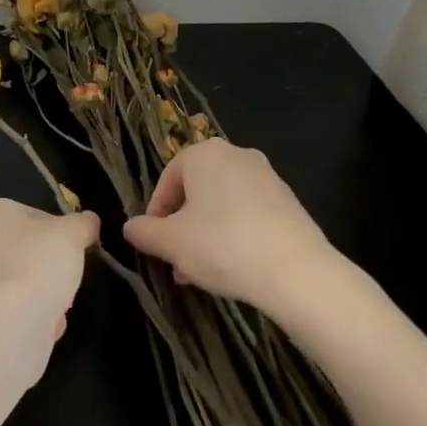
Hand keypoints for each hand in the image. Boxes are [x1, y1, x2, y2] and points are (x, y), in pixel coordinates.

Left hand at [0, 199, 100, 365]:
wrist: (3, 328)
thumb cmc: (35, 265)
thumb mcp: (71, 234)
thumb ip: (83, 224)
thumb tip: (89, 221)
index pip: (34, 215)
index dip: (60, 230)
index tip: (76, 247)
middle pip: (28, 251)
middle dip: (52, 267)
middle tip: (68, 276)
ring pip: (22, 284)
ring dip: (44, 296)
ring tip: (58, 306)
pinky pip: (14, 313)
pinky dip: (32, 320)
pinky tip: (44, 327)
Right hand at [121, 140, 336, 315]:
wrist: (296, 270)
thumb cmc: (222, 246)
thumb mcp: (171, 243)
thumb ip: (144, 232)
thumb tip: (129, 227)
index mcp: (203, 153)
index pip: (167, 179)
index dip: (156, 213)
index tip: (155, 243)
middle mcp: (235, 154)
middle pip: (196, 190)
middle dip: (183, 226)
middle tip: (177, 261)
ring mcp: (266, 175)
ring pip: (222, 203)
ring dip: (207, 232)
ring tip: (201, 272)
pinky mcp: (288, 199)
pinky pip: (249, 212)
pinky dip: (235, 233)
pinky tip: (234, 266)